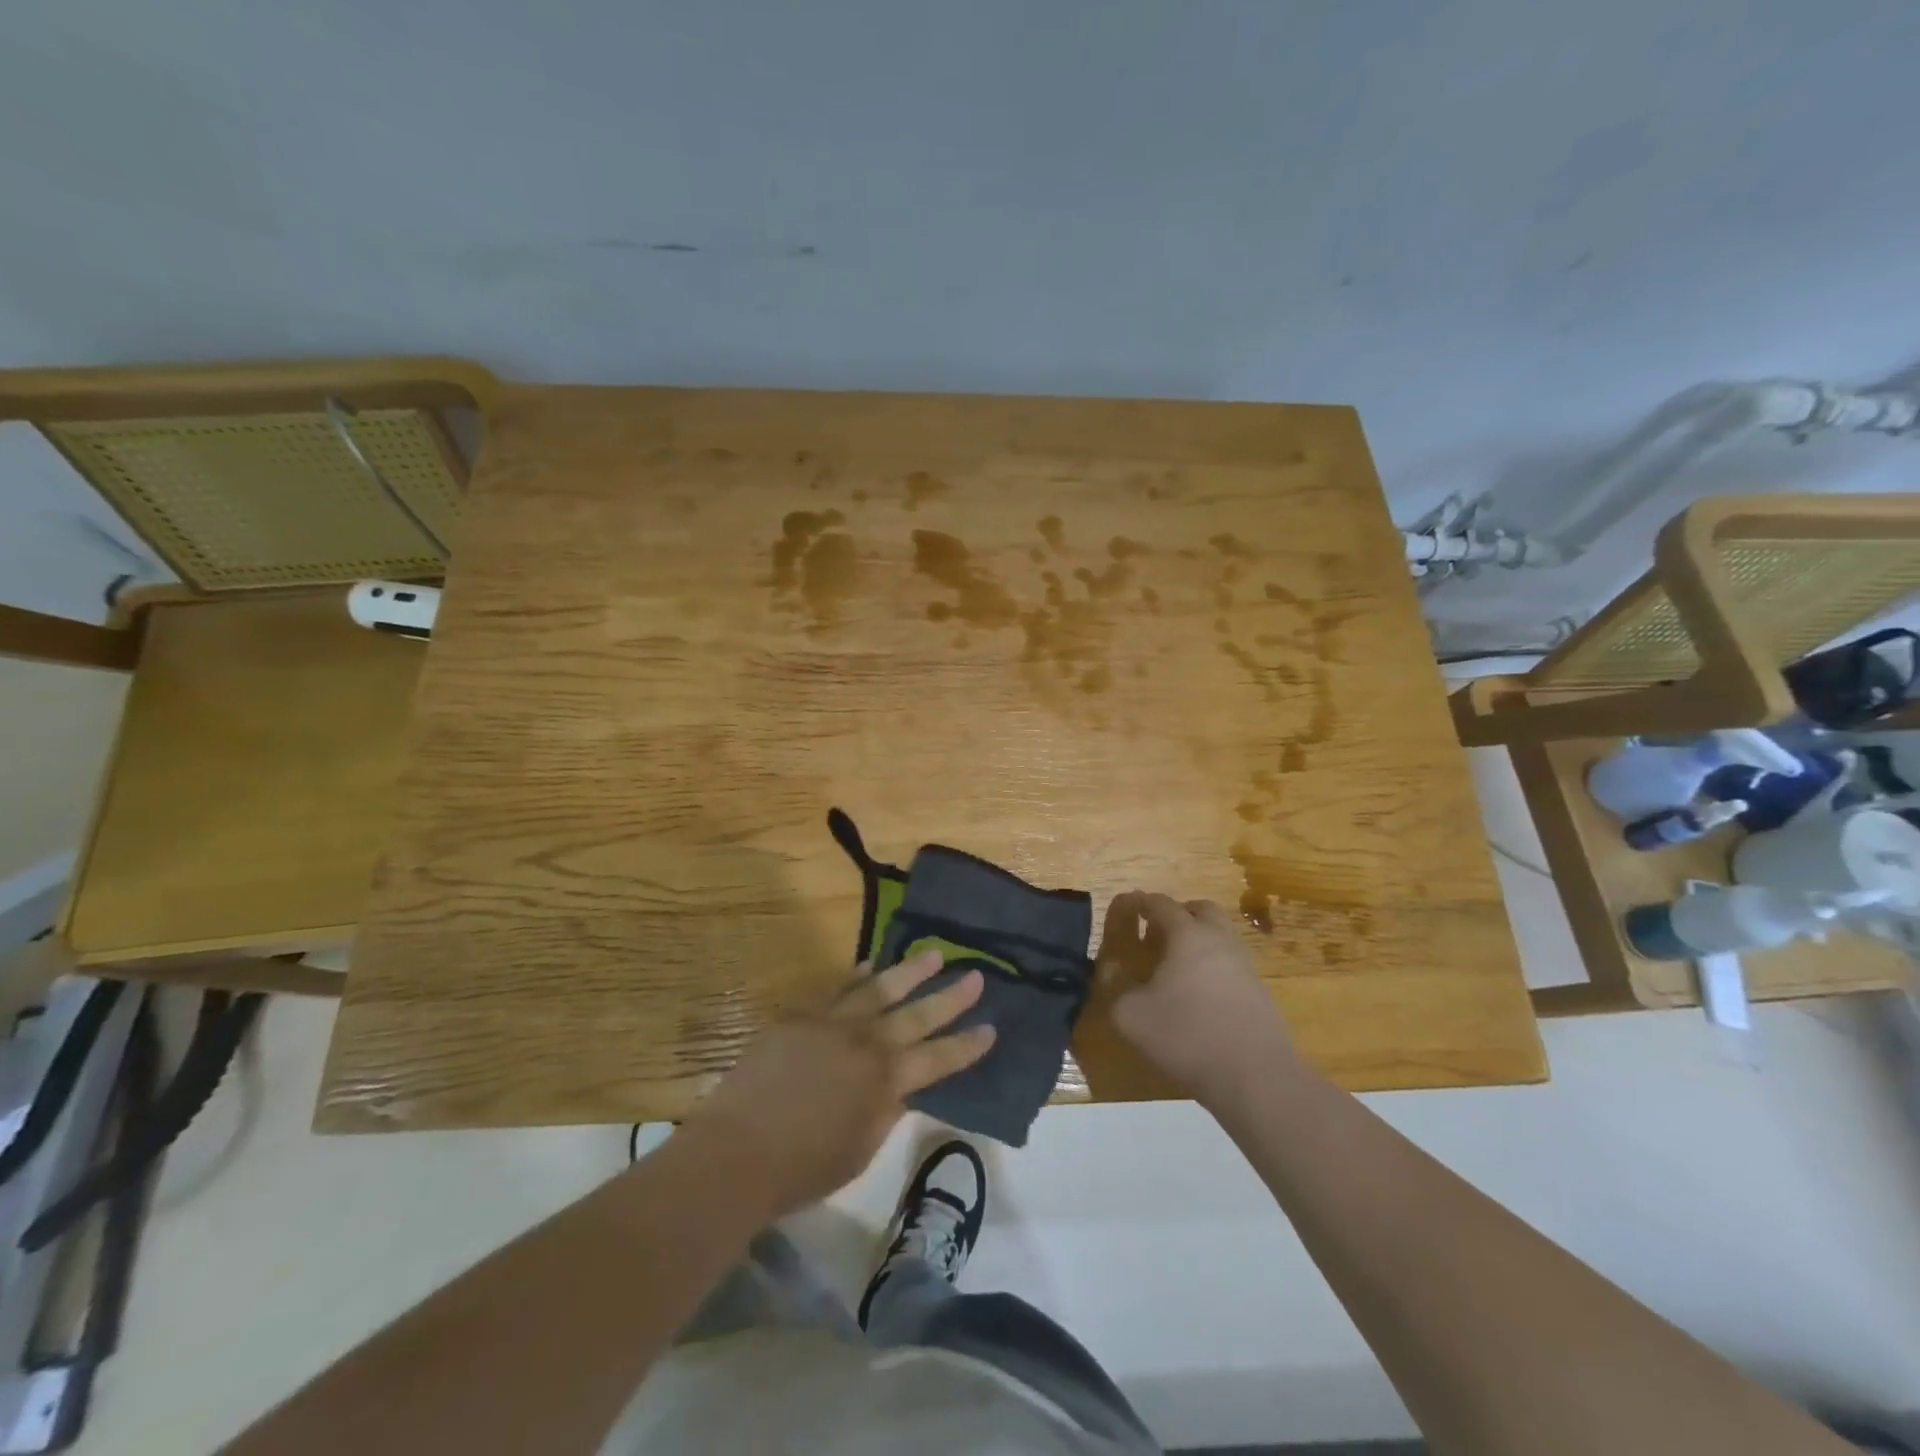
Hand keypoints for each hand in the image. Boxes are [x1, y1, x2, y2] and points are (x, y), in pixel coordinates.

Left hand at [687, 951, 995, 1216]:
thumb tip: (901, 1086)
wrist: (738, 1151)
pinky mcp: (801, 1016)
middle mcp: (867, 1043)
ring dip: (909, 971)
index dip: (967, 1045)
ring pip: (879, 988)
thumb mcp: (860, 1149)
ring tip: (933, 954)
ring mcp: (832, 1023)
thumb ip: (885, 1111)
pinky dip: (855, 976)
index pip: (939, 1059)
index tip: (991, 1028)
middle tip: (976, 976)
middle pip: (917, 1015)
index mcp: (887, 1081)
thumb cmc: (802, 1167)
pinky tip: (868, 966)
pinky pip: (835, 989)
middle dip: (951, 997)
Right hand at [1100, 892, 1294, 1110]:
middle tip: (1156, 933)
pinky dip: (1212, 967)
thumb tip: (1117, 980)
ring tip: (1175, 967)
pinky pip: (1231, 965)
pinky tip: (1198, 996)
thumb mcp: (1132, 1017)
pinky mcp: (1259, 993)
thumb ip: (1117, 991)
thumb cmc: (1187, 1036)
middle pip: (1201, 910)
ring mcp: (1245, 966)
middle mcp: (1220, 940)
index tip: (1125, 906)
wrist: (1255, 1078)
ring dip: (1198, 941)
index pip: (1160, 904)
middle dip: (1177, 914)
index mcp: (1187, 935)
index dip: (1139, 902)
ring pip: (1221, 937)